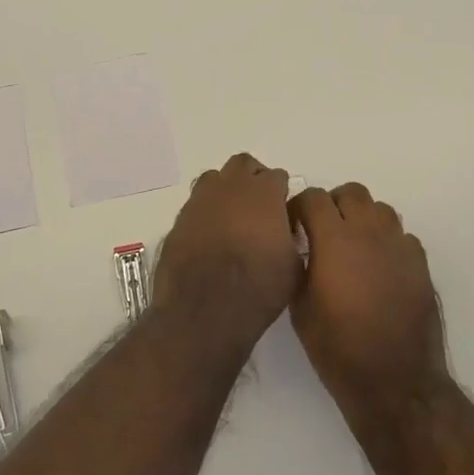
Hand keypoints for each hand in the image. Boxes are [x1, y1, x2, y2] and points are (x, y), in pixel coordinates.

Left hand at [153, 153, 302, 351]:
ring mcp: (201, 200)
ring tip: (232, 217)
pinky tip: (210, 236)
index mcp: (264, 192)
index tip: (283, 211)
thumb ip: (291, 238)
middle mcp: (231, 186)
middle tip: (259, 206)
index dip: (281, 193)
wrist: (204, 310)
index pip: (277, 176)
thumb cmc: (258, 288)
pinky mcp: (179, 218)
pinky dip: (205, 212)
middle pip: (243, 165)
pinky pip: (196, 204)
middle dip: (253, 178)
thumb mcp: (294, 266)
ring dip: (226, 190)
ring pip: (215, 179)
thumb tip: (285, 232)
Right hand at [290, 183, 446, 425]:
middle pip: (351, 192)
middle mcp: (369, 232)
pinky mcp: (421, 264)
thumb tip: (300, 248)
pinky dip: (387, 242)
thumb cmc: (338, 348)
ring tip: (353, 247)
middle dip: (333, 205)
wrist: (395, 382)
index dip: (300, 208)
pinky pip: (402, 236)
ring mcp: (399, 246)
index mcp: (334, 239)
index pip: (314, 197)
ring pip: (380, 209)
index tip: (294, 227)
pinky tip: (379, 268)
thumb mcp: (300, 308)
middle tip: (323, 232)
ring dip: (363, 219)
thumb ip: (299, 267)